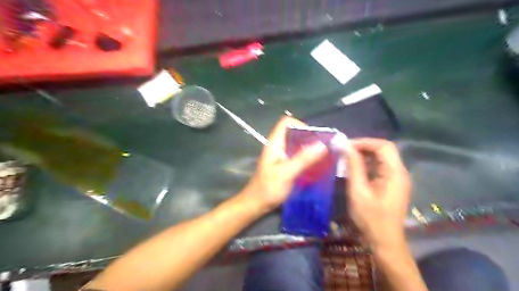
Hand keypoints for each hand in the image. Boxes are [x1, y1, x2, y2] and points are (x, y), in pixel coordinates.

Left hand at [242, 116, 324, 213]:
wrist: (256, 204)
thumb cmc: (268, 188)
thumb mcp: (287, 173)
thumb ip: (303, 158)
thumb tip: (322, 144)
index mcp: (275, 143)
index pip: (286, 122)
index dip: (300, 125)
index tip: (314, 137)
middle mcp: (277, 146)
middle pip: (293, 133)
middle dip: (308, 137)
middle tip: (323, 147)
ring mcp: (280, 155)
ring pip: (296, 144)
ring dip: (309, 148)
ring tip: (322, 156)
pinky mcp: (283, 165)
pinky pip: (297, 155)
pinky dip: (306, 157)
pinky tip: (315, 165)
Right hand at [344, 139, 411, 249]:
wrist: (384, 241)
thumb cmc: (370, 218)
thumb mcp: (358, 191)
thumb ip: (353, 166)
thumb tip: (344, 145)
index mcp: (395, 173)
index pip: (383, 146)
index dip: (364, 142)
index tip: (346, 146)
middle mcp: (400, 172)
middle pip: (384, 150)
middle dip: (364, 146)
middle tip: (344, 151)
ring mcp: (397, 179)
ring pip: (382, 157)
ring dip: (365, 154)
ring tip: (347, 158)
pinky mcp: (392, 184)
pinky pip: (381, 167)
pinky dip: (367, 163)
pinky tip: (355, 169)